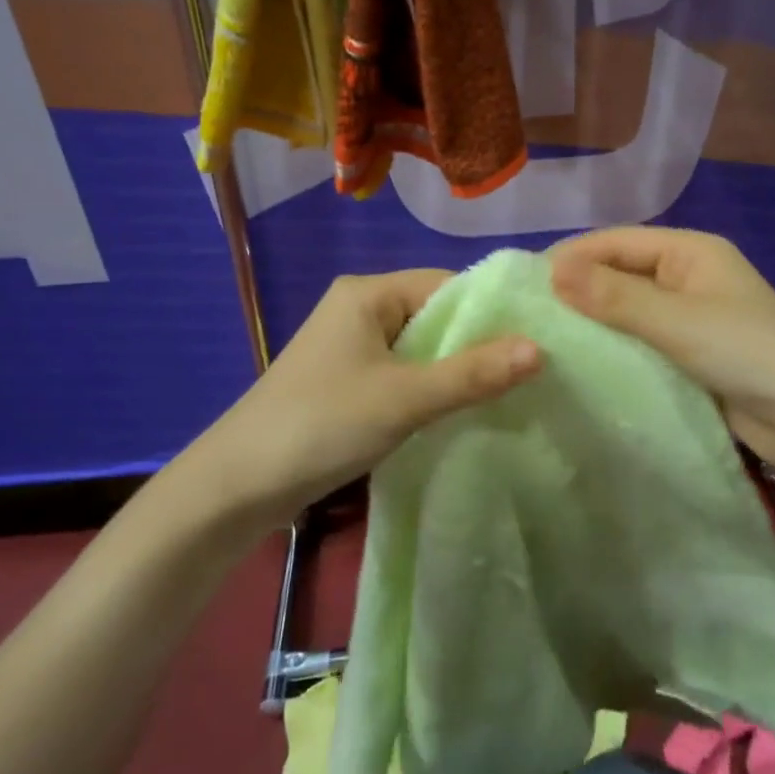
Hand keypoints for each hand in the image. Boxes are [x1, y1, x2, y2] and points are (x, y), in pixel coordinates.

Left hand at [192, 269, 540, 530]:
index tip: (533, 342)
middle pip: (433, 315)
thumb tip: (539, 348)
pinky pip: (400, 371)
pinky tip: (455, 411)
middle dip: (474, 344)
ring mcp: (349, 345)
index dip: (489, 312)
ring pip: (418, 347)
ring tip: (501, 394)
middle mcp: (358, 308)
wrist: (235, 488)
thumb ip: (472, 373)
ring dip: (452, 369)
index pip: (446, 285)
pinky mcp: (344, 380)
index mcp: (367, 292)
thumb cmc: (321, 425)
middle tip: (525, 374)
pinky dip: (427, 387)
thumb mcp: (404, 399)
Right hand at [548, 227, 774, 477]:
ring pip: (629, 310)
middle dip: (579, 290)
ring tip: (545, 340)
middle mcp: (687, 276)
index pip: (616, 242)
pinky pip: (642, 341)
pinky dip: (615, 348)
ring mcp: (690, 316)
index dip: (571, 257)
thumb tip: (551, 271)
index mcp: (689, 251)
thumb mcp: (676, 320)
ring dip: (594, 322)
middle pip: (621, 273)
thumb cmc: (746, 352)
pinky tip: (581, 364)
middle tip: (529, 315)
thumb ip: (613, 296)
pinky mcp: (690, 354)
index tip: (525, 283)